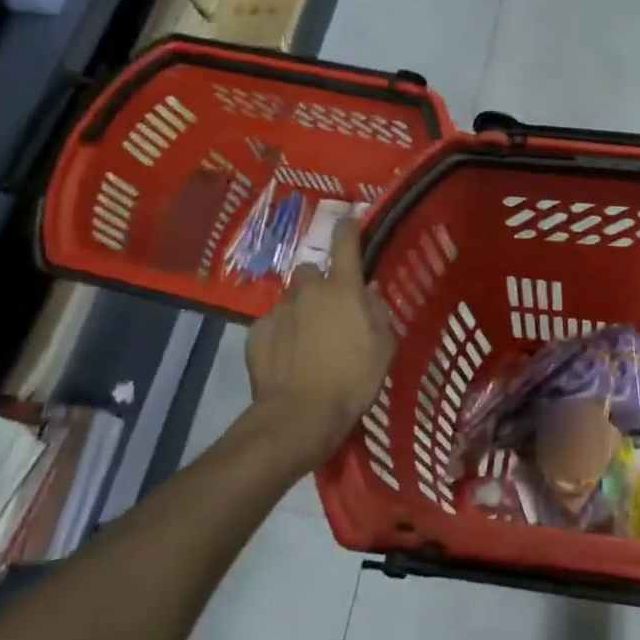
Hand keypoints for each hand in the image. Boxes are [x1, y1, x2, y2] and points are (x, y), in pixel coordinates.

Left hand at [245, 216, 395, 472]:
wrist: (300, 415)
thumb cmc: (353, 379)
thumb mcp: (384, 347)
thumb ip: (377, 312)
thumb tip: (368, 290)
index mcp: (343, 288)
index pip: (345, 241)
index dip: (349, 228)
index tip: (351, 224)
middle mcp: (308, 290)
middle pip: (312, 271)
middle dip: (320, 284)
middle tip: (330, 309)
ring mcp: (278, 310)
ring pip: (291, 298)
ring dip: (300, 309)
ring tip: (307, 339)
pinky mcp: (256, 333)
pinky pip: (271, 323)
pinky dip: (280, 333)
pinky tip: (287, 357)